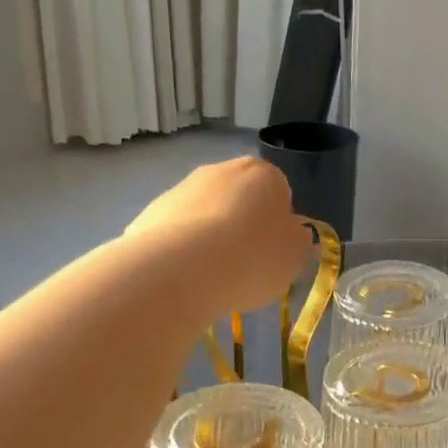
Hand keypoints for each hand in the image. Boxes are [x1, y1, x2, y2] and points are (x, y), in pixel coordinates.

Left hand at [122, 157, 311, 317]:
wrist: (182, 270)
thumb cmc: (253, 257)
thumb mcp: (295, 255)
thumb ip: (296, 240)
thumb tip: (289, 233)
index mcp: (264, 174)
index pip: (279, 194)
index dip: (277, 225)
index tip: (273, 252)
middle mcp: (221, 170)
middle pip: (239, 199)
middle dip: (241, 226)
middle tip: (245, 264)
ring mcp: (181, 188)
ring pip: (206, 214)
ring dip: (210, 238)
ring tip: (212, 277)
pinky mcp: (150, 212)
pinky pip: (176, 232)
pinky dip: (182, 250)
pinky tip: (184, 276)